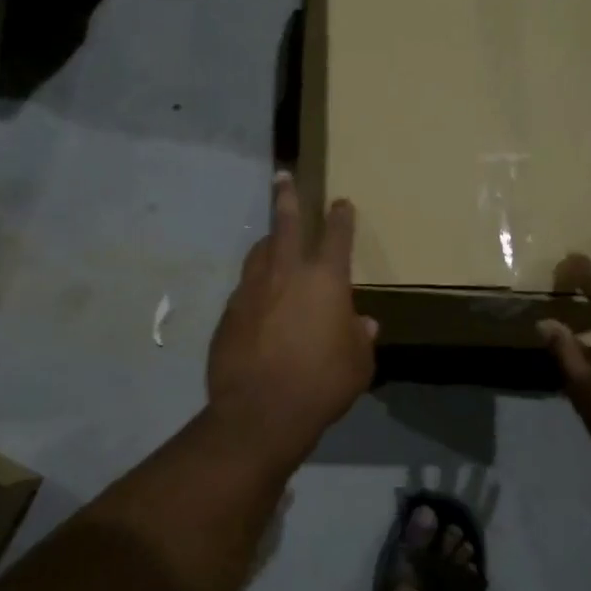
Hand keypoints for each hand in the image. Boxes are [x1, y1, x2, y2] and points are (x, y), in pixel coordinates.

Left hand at [207, 173, 377, 457]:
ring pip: (259, 252)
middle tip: (282, 178)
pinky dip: (255, 284)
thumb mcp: (358, 365)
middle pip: (286, 224)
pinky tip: (258, 298)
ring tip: (271, 237)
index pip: (336, 236)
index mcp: (325, 280)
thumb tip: (362, 324)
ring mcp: (251, 290)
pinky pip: (245, 288)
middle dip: (287, 198)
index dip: (341, 217)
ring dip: (268, 241)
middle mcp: (286, 274)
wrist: (260, 412)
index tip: (341, 202)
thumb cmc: (322, 384)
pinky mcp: (229, 313)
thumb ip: (359, 338)